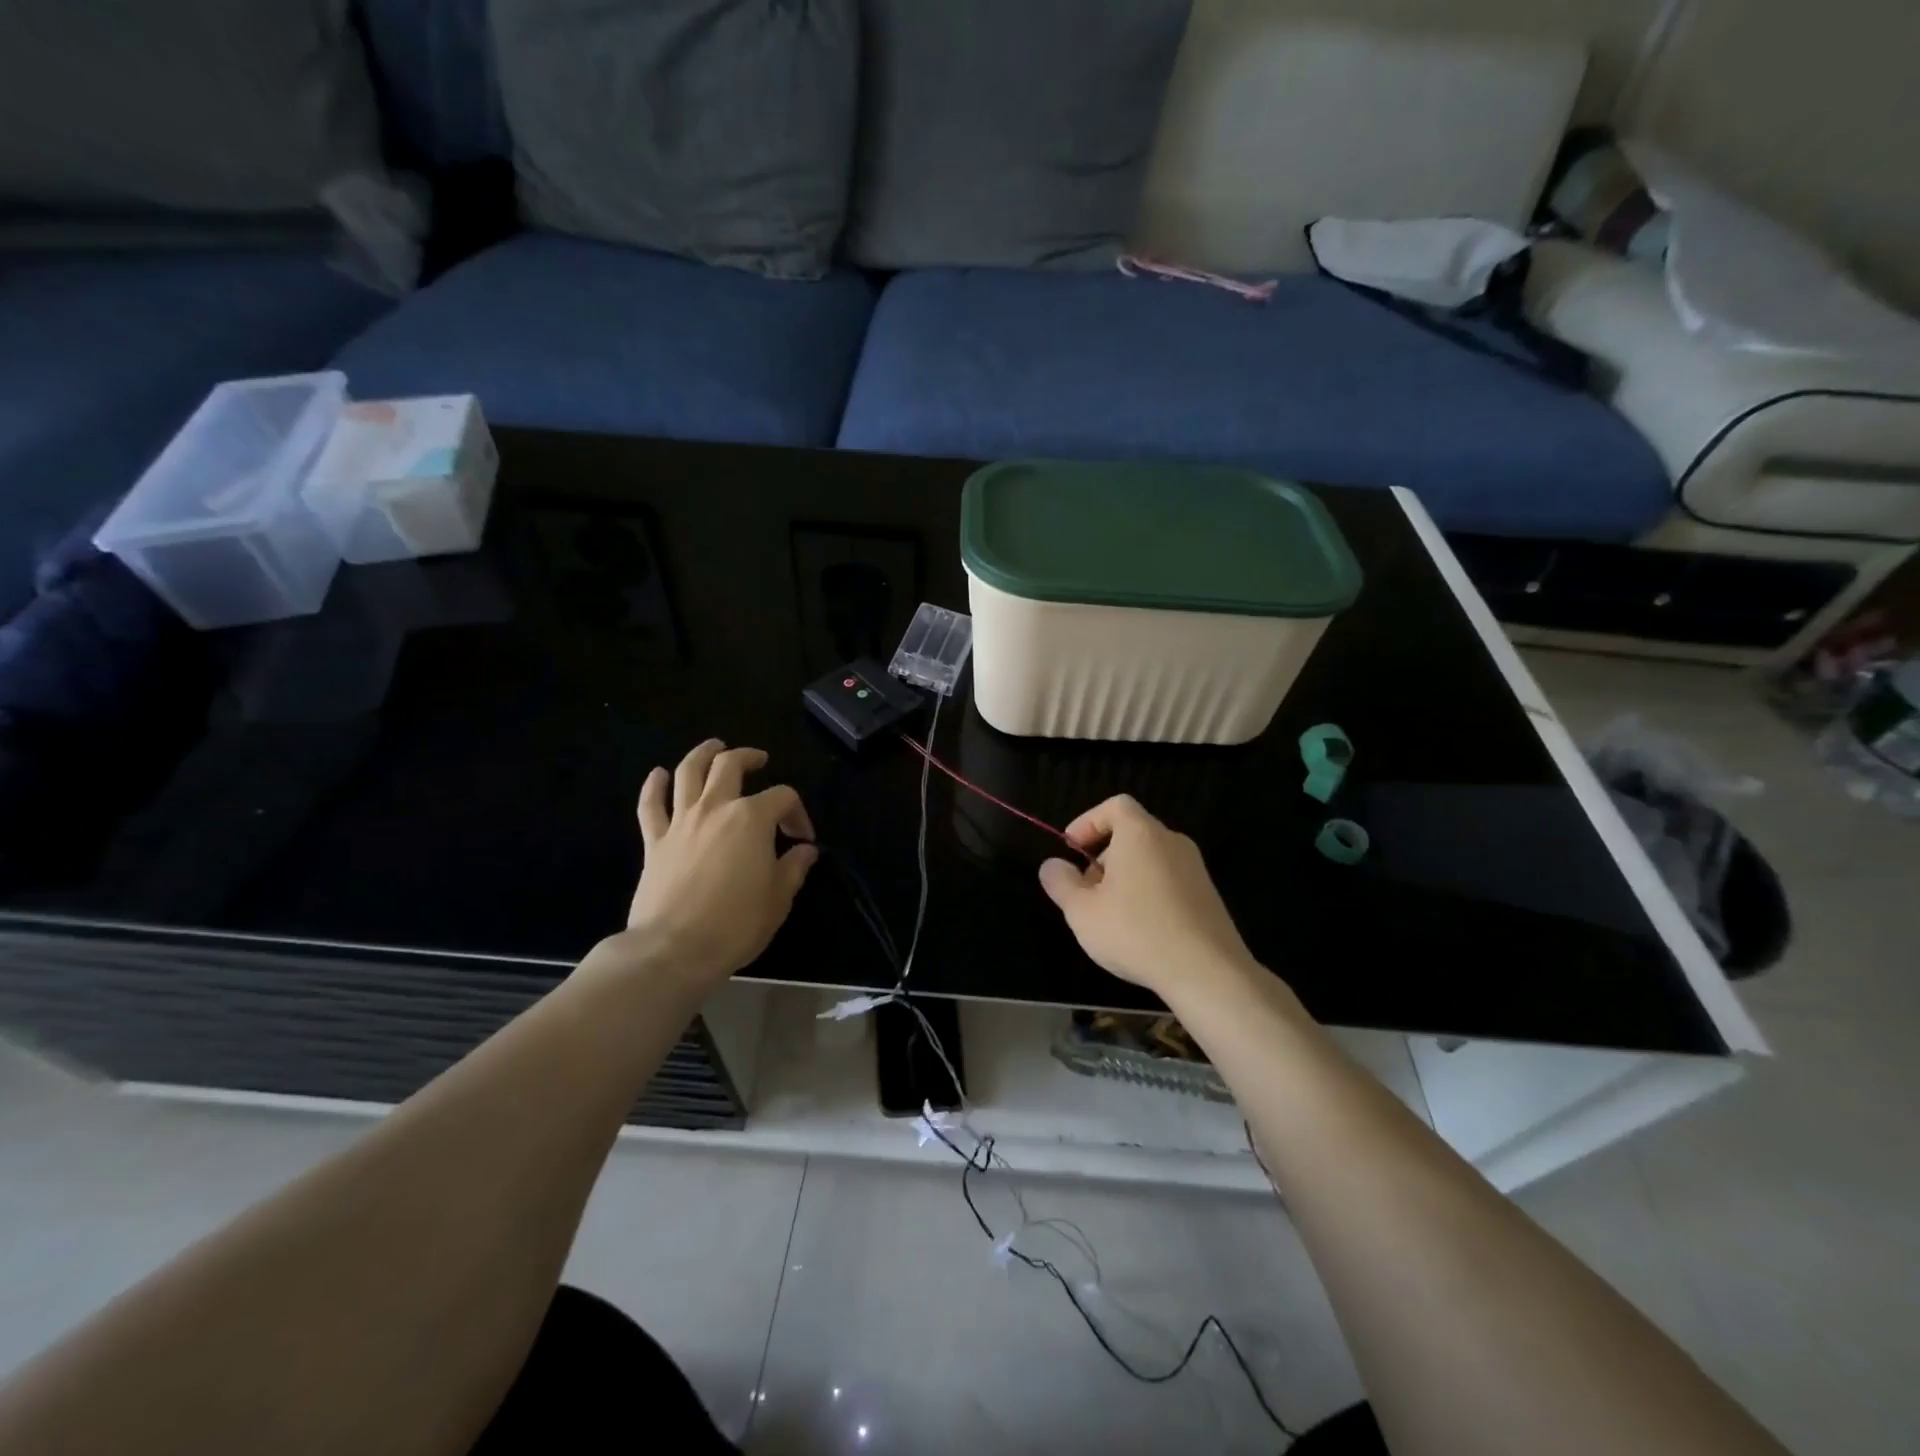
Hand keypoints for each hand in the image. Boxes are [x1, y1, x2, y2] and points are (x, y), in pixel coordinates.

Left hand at [616, 740, 817, 987]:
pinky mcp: (654, 841)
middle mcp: (715, 808)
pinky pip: (650, 805)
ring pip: (688, 772)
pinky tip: (658, 774)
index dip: (798, 813)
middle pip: (730, 765)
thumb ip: (793, 868)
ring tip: (714, 747)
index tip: (802, 839)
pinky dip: (654, 786)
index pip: (783, 797)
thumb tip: (804, 850)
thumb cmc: (735, 924)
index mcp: (752, 819)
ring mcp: (681, 822)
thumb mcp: (779, 898)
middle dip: (748, 757)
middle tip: (759, 759)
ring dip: (702, 754)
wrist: (673, 949)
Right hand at [1038, 795, 1258, 1000]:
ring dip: (1124, 877)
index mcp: (1141, 834)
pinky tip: (1140, 930)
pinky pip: (1169, 880)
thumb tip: (1052, 865)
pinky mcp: (1208, 896)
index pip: (1115, 806)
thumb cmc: (1136, 932)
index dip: (1088, 822)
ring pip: (1150, 859)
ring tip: (1109, 915)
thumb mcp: (1082, 911)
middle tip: (1085, 891)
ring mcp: (1195, 869)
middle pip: (1131, 833)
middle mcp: (1171, 842)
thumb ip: (1061, 883)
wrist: (1208, 973)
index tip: (1071, 850)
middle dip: (1102, 856)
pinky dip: (1148, 892)